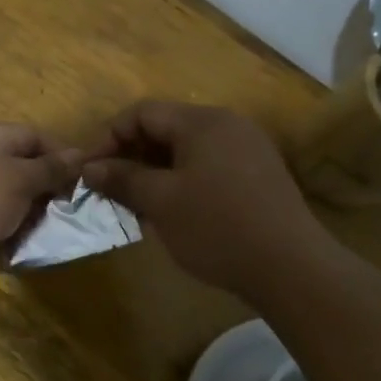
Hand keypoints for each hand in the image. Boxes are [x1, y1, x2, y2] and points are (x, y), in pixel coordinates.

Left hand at [0, 122, 81, 291]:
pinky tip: (20, 247)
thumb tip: (80, 154)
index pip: (32, 136)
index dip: (61, 154)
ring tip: (50, 232)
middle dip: (44, 189)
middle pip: (17, 167)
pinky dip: (4, 232)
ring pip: (3, 198)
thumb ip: (49, 169)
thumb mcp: (18, 178)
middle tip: (71, 211)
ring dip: (25, 214)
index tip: (86, 179)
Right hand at [81, 101, 324, 300]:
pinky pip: (208, 166)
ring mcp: (247, 149)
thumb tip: (90, 167)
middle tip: (109, 189)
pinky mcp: (258, 175)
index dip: (109, 137)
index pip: (142, 112)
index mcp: (203, 122)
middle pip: (165, 128)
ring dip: (154, 171)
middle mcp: (227, 125)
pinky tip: (172, 212)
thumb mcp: (161, 202)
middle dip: (131, 156)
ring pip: (186, 150)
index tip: (89, 170)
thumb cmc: (217, 228)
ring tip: (136, 204)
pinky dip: (182, 181)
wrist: (291, 268)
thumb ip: (123, 178)